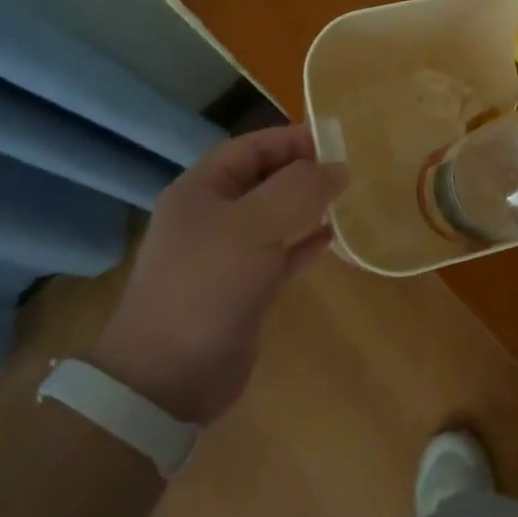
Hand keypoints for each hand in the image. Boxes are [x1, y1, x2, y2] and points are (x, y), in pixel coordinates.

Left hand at [87, 125, 347, 423]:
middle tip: (349, 170)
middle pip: (264, 179)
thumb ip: (300, 188)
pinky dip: (304, 243)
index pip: (252, 147)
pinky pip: (280, 253)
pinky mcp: (242, 288)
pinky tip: (333, 239)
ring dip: (308, 206)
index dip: (292, 139)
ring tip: (347, 199)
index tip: (337, 142)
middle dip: (304, 171)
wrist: (168, 377)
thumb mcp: (255, 225)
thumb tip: (339, 167)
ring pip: (274, 216)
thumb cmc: (208, 285)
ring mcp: (225, 254)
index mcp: (201, 190)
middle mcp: (211, 216)